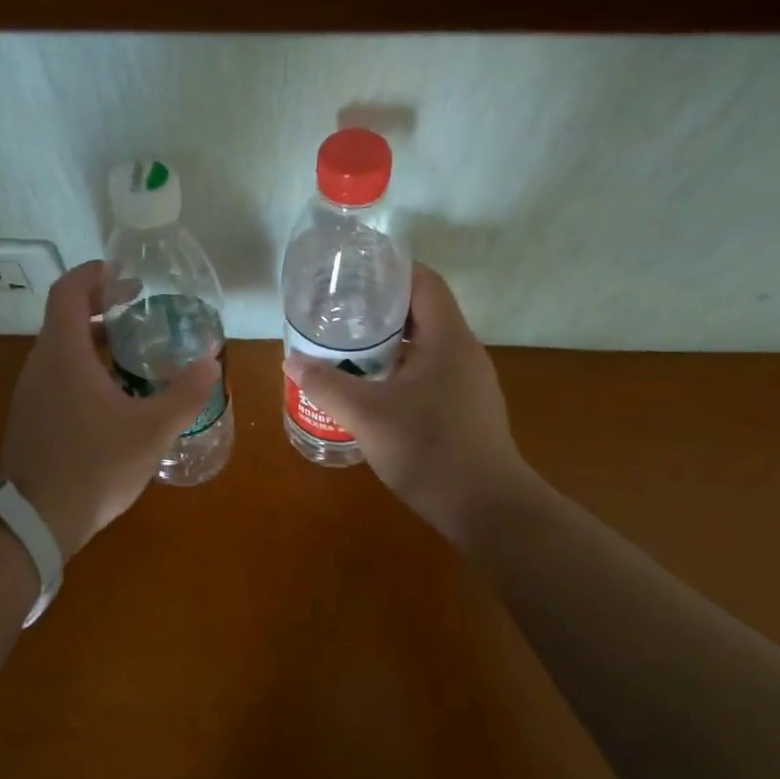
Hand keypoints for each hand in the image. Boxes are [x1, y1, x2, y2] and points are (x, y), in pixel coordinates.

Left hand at [3, 261, 221, 559]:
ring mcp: (31, 392)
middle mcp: (40, 364)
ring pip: (62, 348)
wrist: (36, 521)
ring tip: (134, 348)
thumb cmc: (95, 465)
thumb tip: (211, 362)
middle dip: (101, 305)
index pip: (68, 290)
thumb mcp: (152, 429)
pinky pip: (58, 375)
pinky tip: (115, 393)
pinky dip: (85, 366)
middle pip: (65, 316)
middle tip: (139, 306)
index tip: (125, 274)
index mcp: (63, 353)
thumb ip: (185, 393)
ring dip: (94, 338)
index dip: (95, 274)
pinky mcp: (31, 417)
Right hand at [287, 263, 537, 542]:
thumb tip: (292, 360)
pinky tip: (372, 389)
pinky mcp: (466, 409)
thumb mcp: (367, 415)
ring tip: (346, 347)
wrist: (487, 510)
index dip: (392, 268)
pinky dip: (400, 369)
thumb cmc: (429, 450)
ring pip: (425, 346)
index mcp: (448, 338)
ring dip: (388, 343)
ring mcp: (468, 382)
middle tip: (339, 311)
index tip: (355, 271)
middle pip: (422, 311)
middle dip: (380, 308)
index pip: (424, 281)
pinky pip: (430, 372)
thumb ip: (326, 385)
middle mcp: (464, 352)